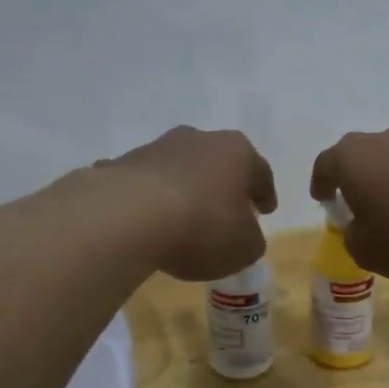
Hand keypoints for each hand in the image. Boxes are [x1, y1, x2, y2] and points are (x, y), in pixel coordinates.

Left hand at [101, 127, 275, 281]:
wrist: (127, 219)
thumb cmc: (201, 228)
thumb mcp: (244, 248)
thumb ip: (251, 239)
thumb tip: (243, 233)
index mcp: (237, 152)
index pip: (260, 172)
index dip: (265, 194)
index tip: (266, 210)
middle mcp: (199, 139)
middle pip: (219, 163)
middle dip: (223, 186)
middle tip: (226, 211)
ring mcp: (157, 148)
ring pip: (180, 169)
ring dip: (185, 189)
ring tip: (182, 219)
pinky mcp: (122, 164)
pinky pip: (144, 184)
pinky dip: (148, 199)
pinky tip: (145, 222)